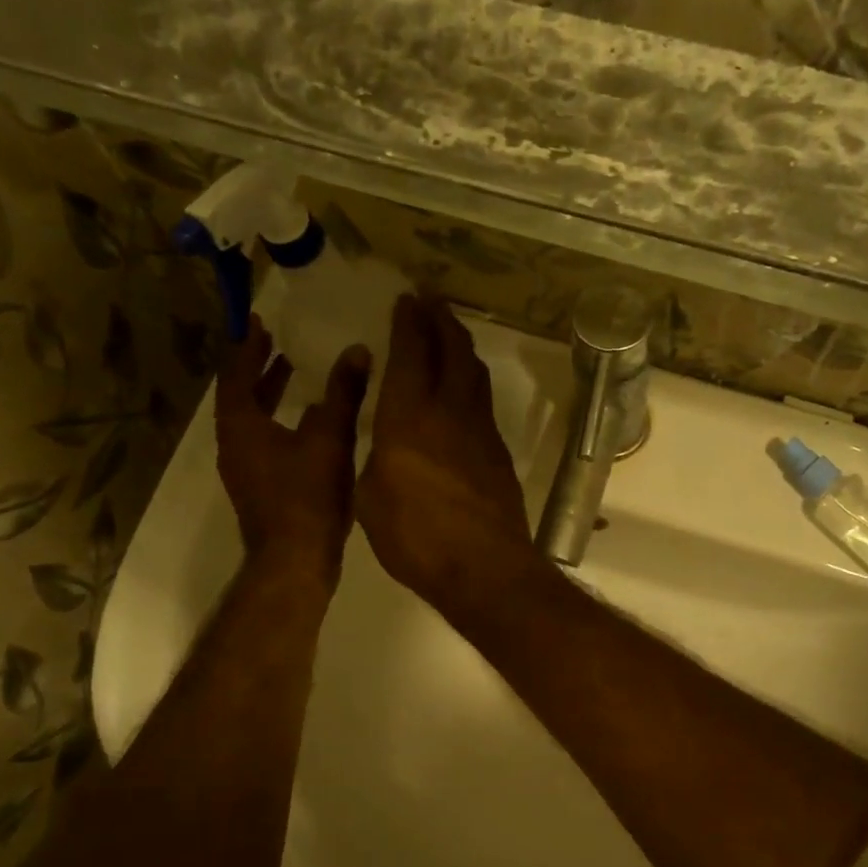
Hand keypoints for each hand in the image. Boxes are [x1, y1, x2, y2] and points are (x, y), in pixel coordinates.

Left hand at [216, 315, 369, 586]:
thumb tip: (356, 350)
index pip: (235, 375)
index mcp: (241, 427)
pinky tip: (309, 423)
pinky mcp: (260, 488)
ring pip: (251, 421)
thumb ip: (343, 394)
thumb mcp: (331, 439)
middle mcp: (234, 445)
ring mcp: (245, 470)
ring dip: (268, 395)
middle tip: (276, 343)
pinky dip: (278, 422)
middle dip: (258, 368)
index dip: (246, 347)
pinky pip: (263, 441)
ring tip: (294, 374)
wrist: (296, 560)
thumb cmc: (307, 497)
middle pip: (239, 397)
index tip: (258, 322)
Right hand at [357, 295, 544, 621]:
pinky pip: (483, 401)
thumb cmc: (414, 537)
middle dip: (440, 320)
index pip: (410, 354)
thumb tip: (388, 440)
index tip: (407, 300)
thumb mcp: (369, 496)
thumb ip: (377, 456)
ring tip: (449, 333)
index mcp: (408, 417)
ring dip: (461, 346)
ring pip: (474, 373)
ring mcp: (480, 430)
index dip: (409, 323)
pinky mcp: (498, 452)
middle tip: (431, 301)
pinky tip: (464, 388)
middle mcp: (449, 411)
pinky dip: (471, 381)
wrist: (483, 567)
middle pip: (451, 351)